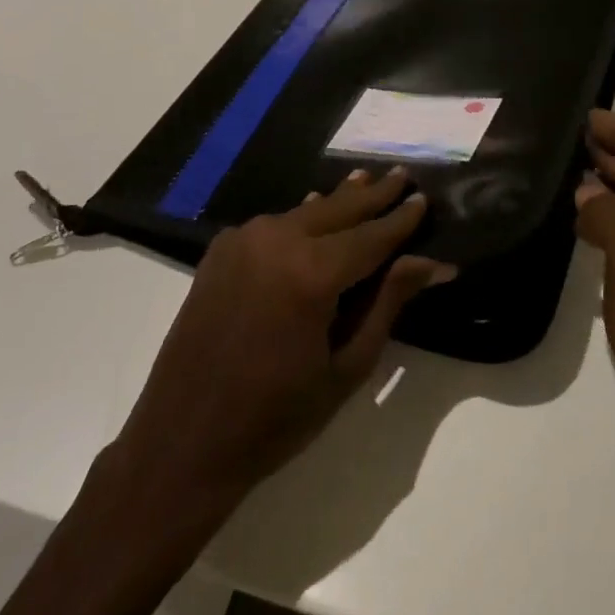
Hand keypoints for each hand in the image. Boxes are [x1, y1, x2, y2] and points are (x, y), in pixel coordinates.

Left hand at [105, 167, 455, 526]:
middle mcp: (278, 240)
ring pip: (305, 211)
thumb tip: (432, 263)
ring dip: (337, 200)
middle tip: (402, 174)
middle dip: (373, 194)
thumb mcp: (346, 368)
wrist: (182, 440)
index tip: (424, 198)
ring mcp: (244, 239)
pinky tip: (315, 208)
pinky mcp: (221, 249)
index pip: (371, 235)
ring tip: (365, 180)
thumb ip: (387, 304)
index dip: (400, 219)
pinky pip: (274, 224)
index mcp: (312, 273)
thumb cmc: (275, 417)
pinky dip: (301, 216)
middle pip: (338, 209)